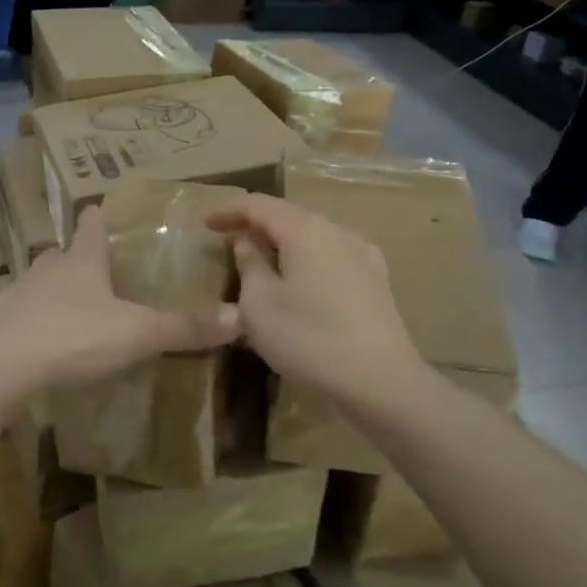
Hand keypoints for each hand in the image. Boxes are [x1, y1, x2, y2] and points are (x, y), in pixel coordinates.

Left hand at [0, 206, 238, 390]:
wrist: (0, 366)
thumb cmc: (74, 337)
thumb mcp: (137, 334)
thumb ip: (184, 328)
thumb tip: (240, 318)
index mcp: (81, 262)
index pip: (91, 227)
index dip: (98, 218)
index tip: (100, 208)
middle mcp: (48, 269)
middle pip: (62, 253)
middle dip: (76, 256)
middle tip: (93, 266)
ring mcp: (17, 294)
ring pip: (39, 282)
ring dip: (53, 288)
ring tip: (70, 303)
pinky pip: (19, 314)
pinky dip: (32, 320)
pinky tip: (40, 339)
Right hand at [205, 195, 423, 409]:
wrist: (381, 382)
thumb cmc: (309, 340)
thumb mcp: (259, 305)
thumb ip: (249, 264)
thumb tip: (247, 241)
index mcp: (305, 230)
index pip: (259, 205)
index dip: (229, 210)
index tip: (205, 223)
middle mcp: (337, 231)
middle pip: (289, 215)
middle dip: (256, 224)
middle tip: (229, 239)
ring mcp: (363, 253)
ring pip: (313, 235)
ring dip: (283, 242)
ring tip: (261, 259)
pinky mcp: (377, 279)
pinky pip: (331, 255)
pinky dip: (306, 258)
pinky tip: (299, 280)